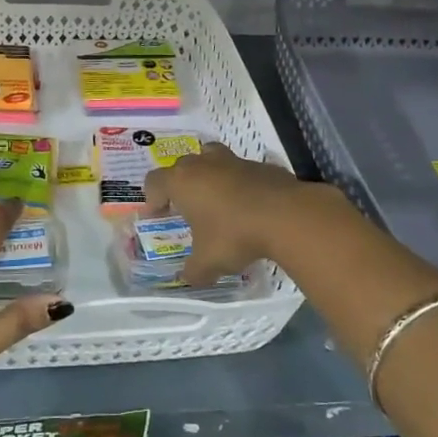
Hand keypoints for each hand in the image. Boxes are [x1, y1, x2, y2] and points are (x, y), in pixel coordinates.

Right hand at [143, 142, 322, 285]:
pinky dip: (239, 183)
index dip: (151, 198)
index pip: (154, 181)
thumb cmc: (235, 235)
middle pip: (181, 166)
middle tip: (185, 209)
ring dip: (208, 174)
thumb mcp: (208, 262)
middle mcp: (203, 164)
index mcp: (182, 182)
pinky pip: (241, 171)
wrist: (286, 215)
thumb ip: (194, 271)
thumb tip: (189, 277)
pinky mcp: (260, 165)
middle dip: (179, 185)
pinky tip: (248, 205)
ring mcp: (233, 161)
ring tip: (215, 198)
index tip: (157, 216)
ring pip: (211, 158)